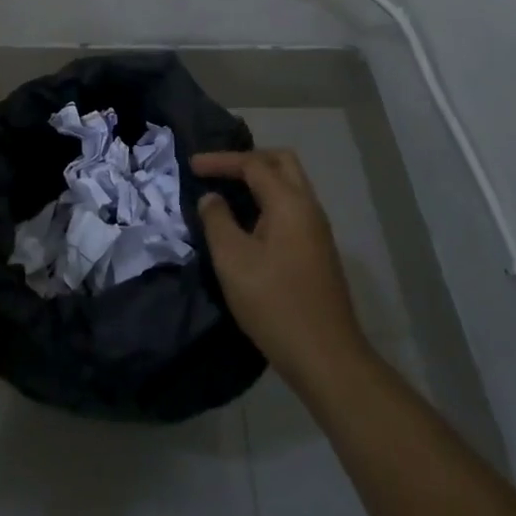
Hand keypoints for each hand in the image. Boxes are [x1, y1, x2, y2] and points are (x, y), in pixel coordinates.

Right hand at [193, 149, 368, 388]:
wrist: (325, 355)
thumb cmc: (274, 303)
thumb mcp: (233, 260)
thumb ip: (217, 220)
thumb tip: (212, 198)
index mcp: (290, 203)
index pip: (254, 164)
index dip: (221, 160)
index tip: (191, 165)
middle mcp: (309, 208)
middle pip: (281, 163)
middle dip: (247, 160)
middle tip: (216, 171)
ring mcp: (317, 230)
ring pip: (289, 185)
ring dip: (259, 181)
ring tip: (227, 192)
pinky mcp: (317, 251)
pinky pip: (291, 208)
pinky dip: (267, 201)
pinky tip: (247, 222)